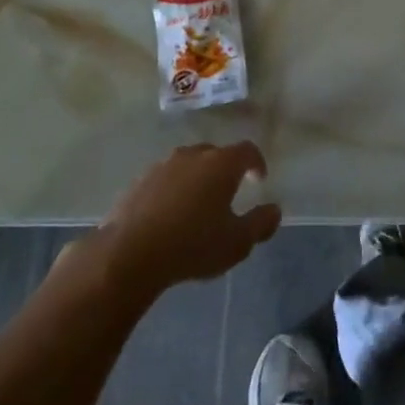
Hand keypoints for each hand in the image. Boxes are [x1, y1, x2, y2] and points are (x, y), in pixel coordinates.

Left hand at [96, 143, 280, 298]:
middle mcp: (193, 156)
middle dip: (225, 170)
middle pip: (215, 154)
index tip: (259, 179)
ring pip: (187, 165)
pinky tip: (169, 216)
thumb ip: (261, 224)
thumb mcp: (237, 242)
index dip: (256, 162)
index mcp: (221, 164)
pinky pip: (164, 180)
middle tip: (228, 193)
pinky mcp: (138, 182)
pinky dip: (172, 191)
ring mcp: (162, 166)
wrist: (129, 254)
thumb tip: (274, 210)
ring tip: (197, 206)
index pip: (247, 151)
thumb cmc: (193, 245)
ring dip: (196, 179)